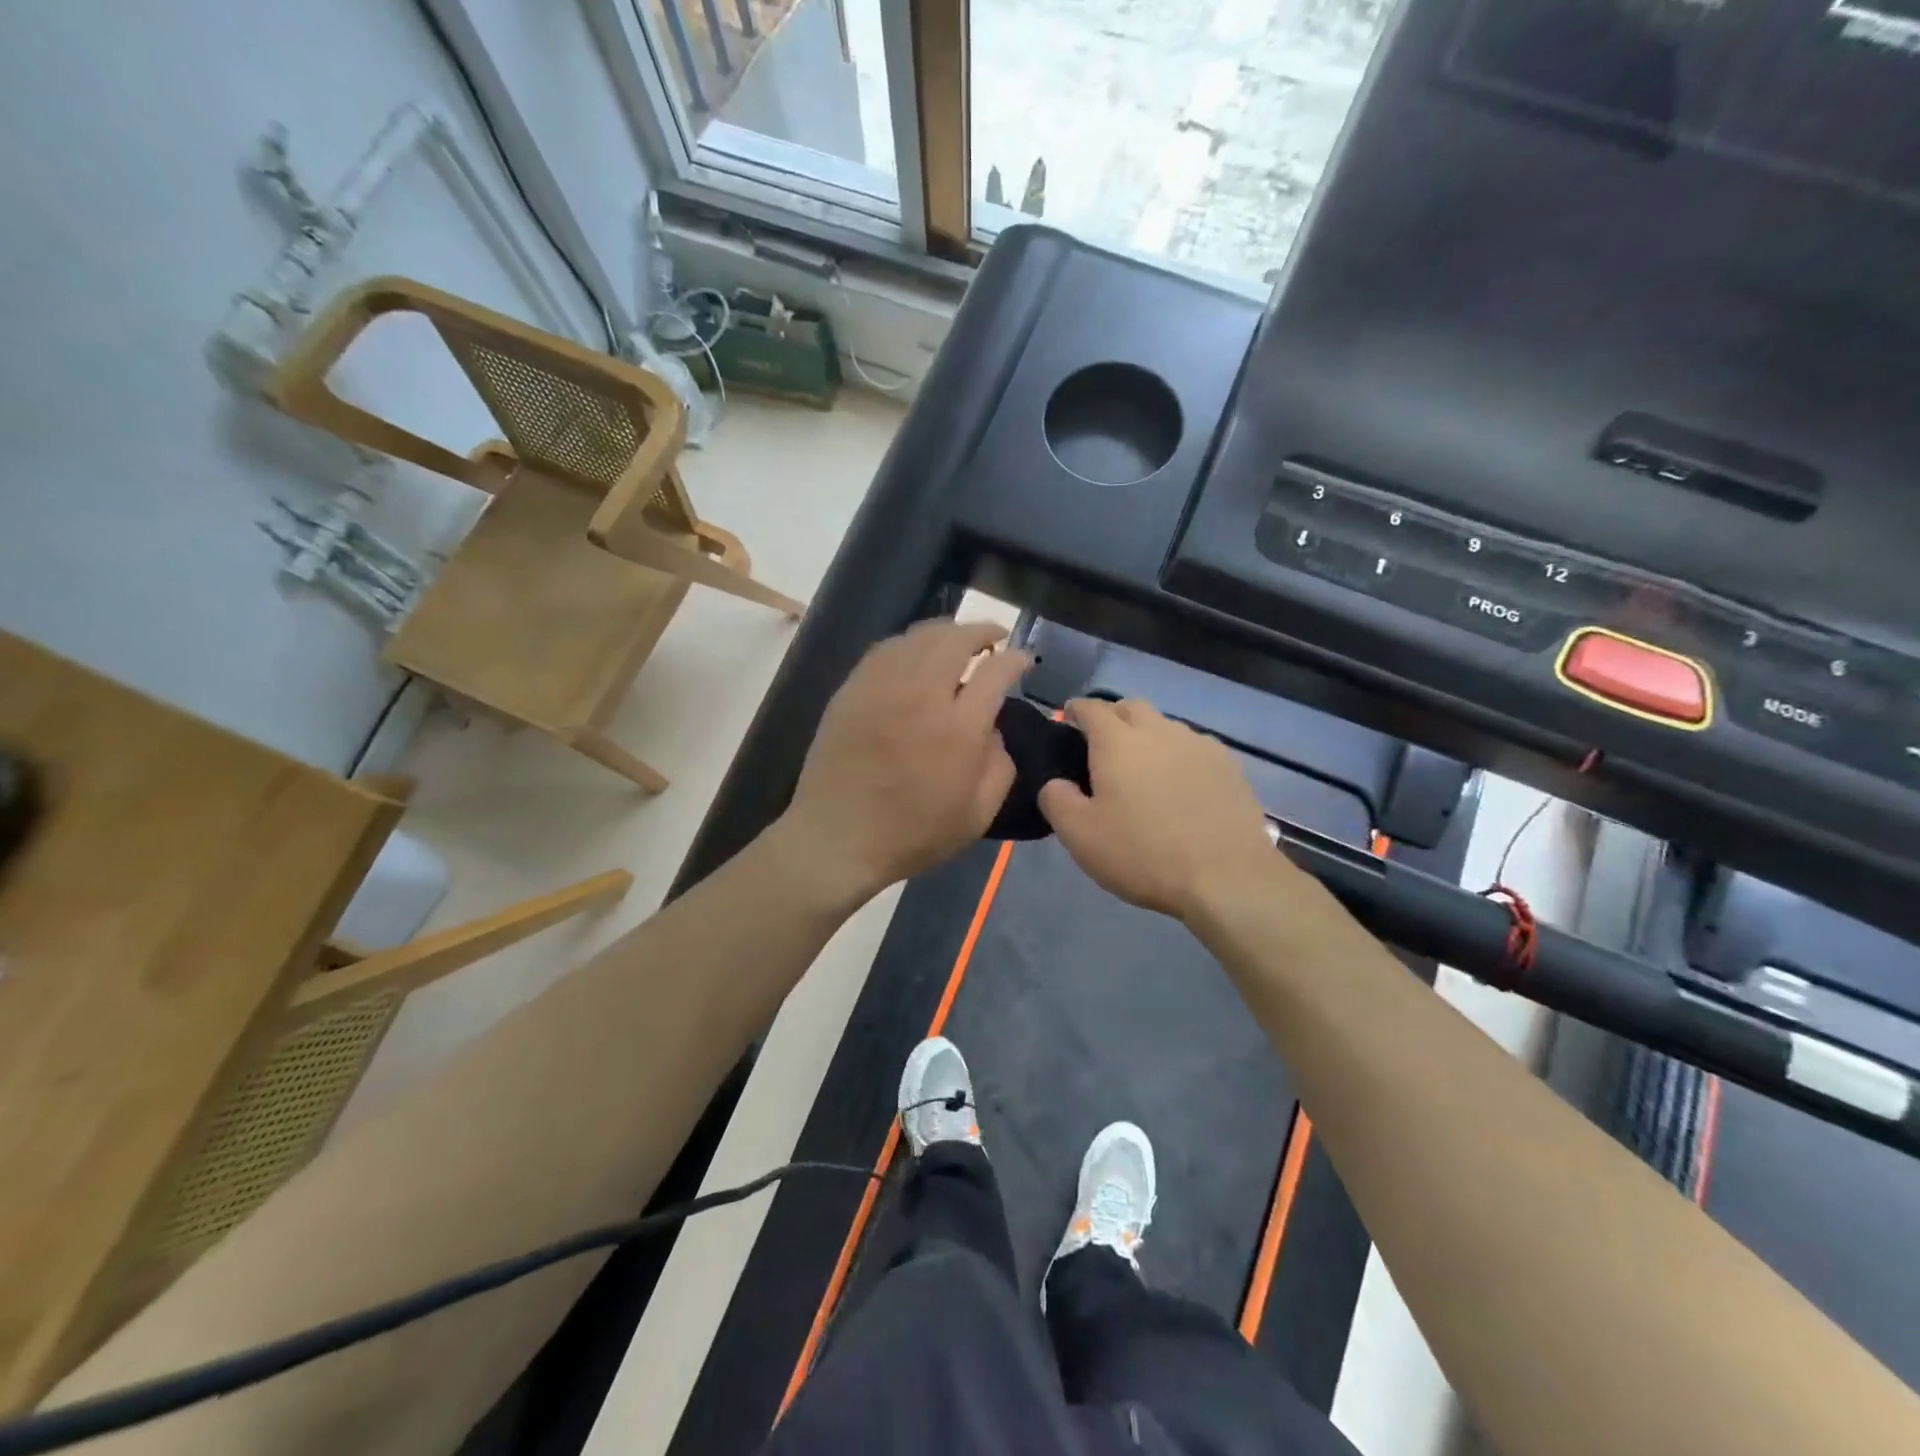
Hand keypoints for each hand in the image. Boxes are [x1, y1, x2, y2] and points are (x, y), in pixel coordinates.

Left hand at [780, 620, 1029, 900]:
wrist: (837, 838)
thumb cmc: (912, 835)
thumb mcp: (977, 815)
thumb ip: (1000, 767)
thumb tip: (994, 729)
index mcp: (958, 729)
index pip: (996, 671)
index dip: (1016, 658)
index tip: (1023, 660)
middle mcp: (922, 695)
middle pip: (957, 639)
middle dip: (983, 631)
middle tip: (994, 639)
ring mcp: (882, 687)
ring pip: (920, 636)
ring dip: (947, 632)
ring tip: (958, 643)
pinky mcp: (853, 689)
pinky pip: (887, 649)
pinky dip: (910, 644)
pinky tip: (916, 656)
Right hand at [1039, 698, 1277, 921]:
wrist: (1227, 878)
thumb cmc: (1143, 854)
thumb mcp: (1080, 836)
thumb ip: (1056, 799)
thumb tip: (1056, 782)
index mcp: (1118, 742)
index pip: (1092, 708)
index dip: (1077, 710)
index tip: (1069, 718)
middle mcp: (1159, 731)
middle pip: (1132, 708)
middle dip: (1114, 717)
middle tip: (1103, 745)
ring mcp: (1199, 746)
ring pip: (1166, 727)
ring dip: (1149, 737)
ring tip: (1144, 769)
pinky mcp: (1229, 767)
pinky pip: (1194, 748)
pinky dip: (1179, 757)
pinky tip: (1181, 785)